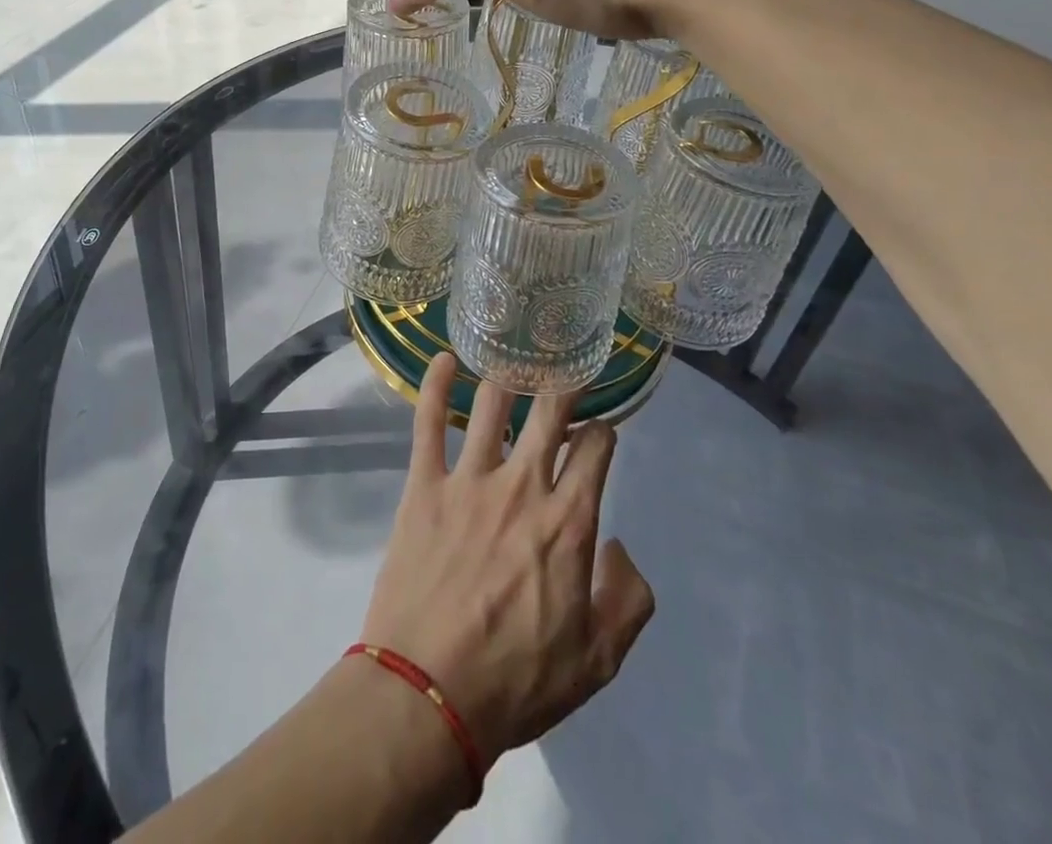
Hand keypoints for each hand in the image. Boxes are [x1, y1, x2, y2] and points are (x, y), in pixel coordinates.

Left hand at [357, 354, 655, 772]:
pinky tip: (443, 357)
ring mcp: (468, 479)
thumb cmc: (516, 681)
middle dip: (564, 385)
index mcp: (568, 522)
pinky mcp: (423, 483)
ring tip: (514, 364)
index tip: (599, 430)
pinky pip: (427, 420)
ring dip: (507, 378)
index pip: (596, 448)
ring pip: (491, 405)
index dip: (603, 431)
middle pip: (549, 411)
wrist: (428, 693)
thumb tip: (619, 546)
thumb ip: (628, 600)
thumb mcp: (598, 661)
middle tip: (565, 371)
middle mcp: (522, 485)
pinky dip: (435, 384)